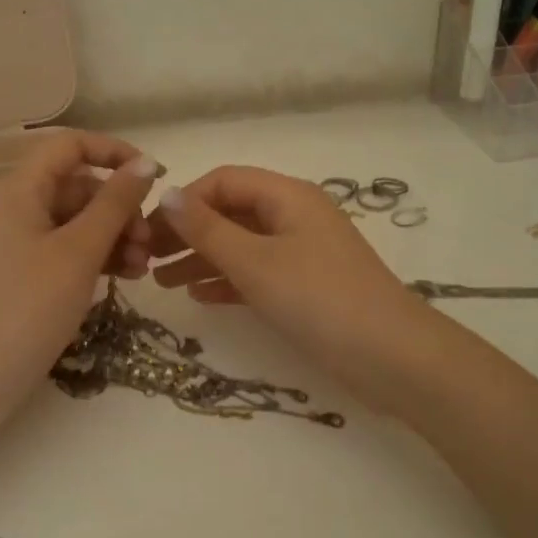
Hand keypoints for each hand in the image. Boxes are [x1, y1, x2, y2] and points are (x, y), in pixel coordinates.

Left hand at [0, 132, 159, 426]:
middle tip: (150, 239)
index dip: (113, 151)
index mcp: (21, 188)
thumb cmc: (30, 305)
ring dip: (116, 235)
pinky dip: (100, 256)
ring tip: (144, 266)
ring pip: (79, 220)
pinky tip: (128, 276)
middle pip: (79, 186)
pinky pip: (70, 248)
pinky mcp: (29, 271)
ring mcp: (22, 240)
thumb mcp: (80, 251)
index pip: (70, 145)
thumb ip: (114, 203)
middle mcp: (19, 206)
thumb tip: (145, 163)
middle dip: (120, 207)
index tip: (153, 175)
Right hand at [145, 166, 434, 390]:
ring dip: (202, 259)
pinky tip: (200, 297)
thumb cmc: (318, 299)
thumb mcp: (256, 262)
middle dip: (189, 232)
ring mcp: (302, 252)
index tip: (149, 230)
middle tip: (147, 259)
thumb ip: (208, 229)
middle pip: (231, 212)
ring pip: (242, 245)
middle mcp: (295, 216)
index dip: (184, 201)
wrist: (390, 356)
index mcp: (287, 196)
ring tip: (162, 282)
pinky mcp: (306, 286)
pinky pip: (258, 273)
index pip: (224, 181)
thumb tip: (168, 193)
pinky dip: (228, 281)